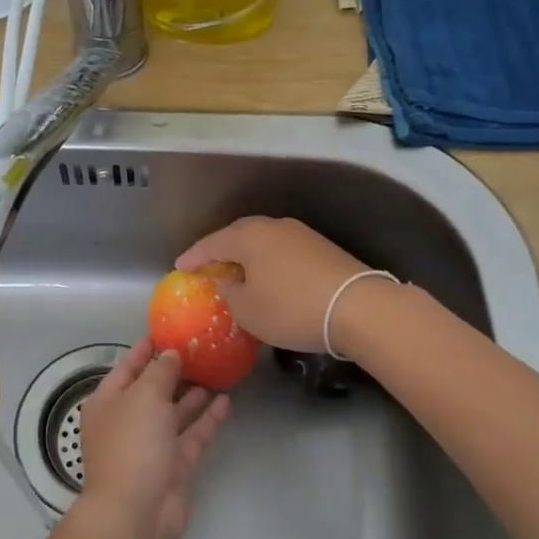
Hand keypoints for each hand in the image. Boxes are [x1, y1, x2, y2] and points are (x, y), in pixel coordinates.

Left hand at [77, 337, 229, 538]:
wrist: (136, 512)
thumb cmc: (132, 444)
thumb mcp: (144, 396)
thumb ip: (160, 371)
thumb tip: (170, 354)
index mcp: (108, 402)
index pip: (126, 368)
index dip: (144, 349)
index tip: (166, 331)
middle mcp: (127, 421)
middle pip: (152, 390)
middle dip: (174, 371)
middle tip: (201, 349)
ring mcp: (151, 445)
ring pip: (174, 413)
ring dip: (193, 394)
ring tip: (217, 371)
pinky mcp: (174, 466)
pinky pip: (192, 435)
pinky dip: (207, 419)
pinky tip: (226, 401)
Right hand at [176, 217, 374, 353]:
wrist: (358, 307)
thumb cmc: (291, 308)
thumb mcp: (248, 311)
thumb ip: (230, 293)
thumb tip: (229, 283)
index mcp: (249, 237)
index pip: (212, 243)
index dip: (194, 256)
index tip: (180, 266)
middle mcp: (274, 227)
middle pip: (239, 235)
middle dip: (221, 250)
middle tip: (208, 266)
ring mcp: (301, 234)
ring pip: (264, 242)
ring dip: (248, 256)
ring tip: (238, 272)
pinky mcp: (322, 248)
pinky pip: (283, 251)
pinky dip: (270, 262)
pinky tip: (270, 278)